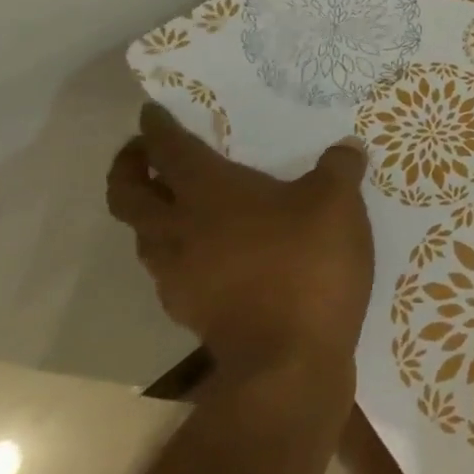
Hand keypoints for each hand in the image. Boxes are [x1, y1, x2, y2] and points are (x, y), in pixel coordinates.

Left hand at [106, 104, 373, 378]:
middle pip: (129, 196)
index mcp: (211, 194)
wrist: (289, 361)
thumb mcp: (338, 203)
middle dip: (128, 169)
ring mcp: (178, 276)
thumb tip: (345, 148)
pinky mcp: (191, 311)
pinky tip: (209, 253)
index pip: (170, 151)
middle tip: (140, 153)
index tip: (150, 111)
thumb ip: (340, 168)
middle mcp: (181, 230)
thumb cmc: (309, 265)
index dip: (156, 128)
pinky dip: (176, 251)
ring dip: (148, 213)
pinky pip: (168, 269)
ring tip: (174, 202)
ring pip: (143, 236)